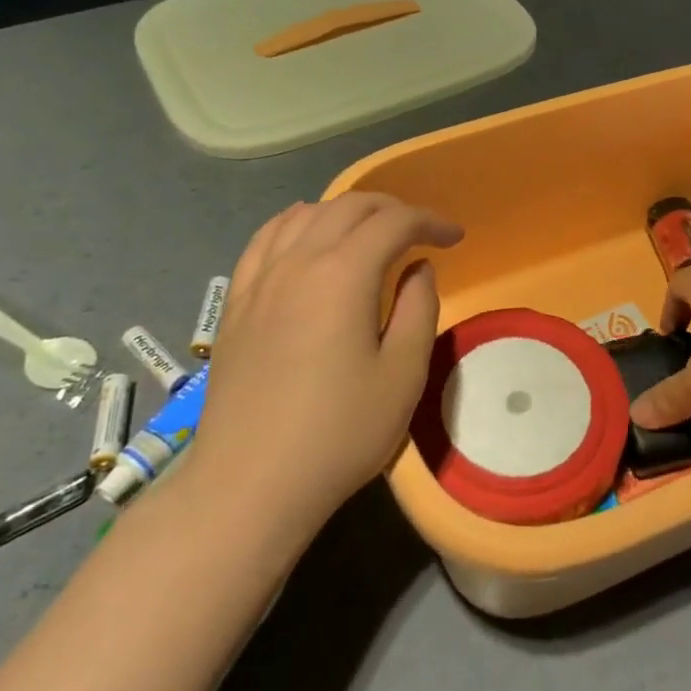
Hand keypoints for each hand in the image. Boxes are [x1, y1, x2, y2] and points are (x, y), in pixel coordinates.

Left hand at [186, 194, 461, 535]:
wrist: (250, 484)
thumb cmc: (339, 432)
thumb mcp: (403, 374)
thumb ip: (418, 308)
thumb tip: (418, 268)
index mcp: (343, 274)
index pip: (393, 222)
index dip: (430, 221)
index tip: (455, 237)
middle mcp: (298, 261)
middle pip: (348, 207)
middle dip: (392, 209)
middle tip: (421, 231)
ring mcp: (260, 279)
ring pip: (305, 214)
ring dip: (345, 211)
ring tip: (370, 231)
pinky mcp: (236, 302)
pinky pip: (266, 238)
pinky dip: (295, 222)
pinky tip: (305, 232)